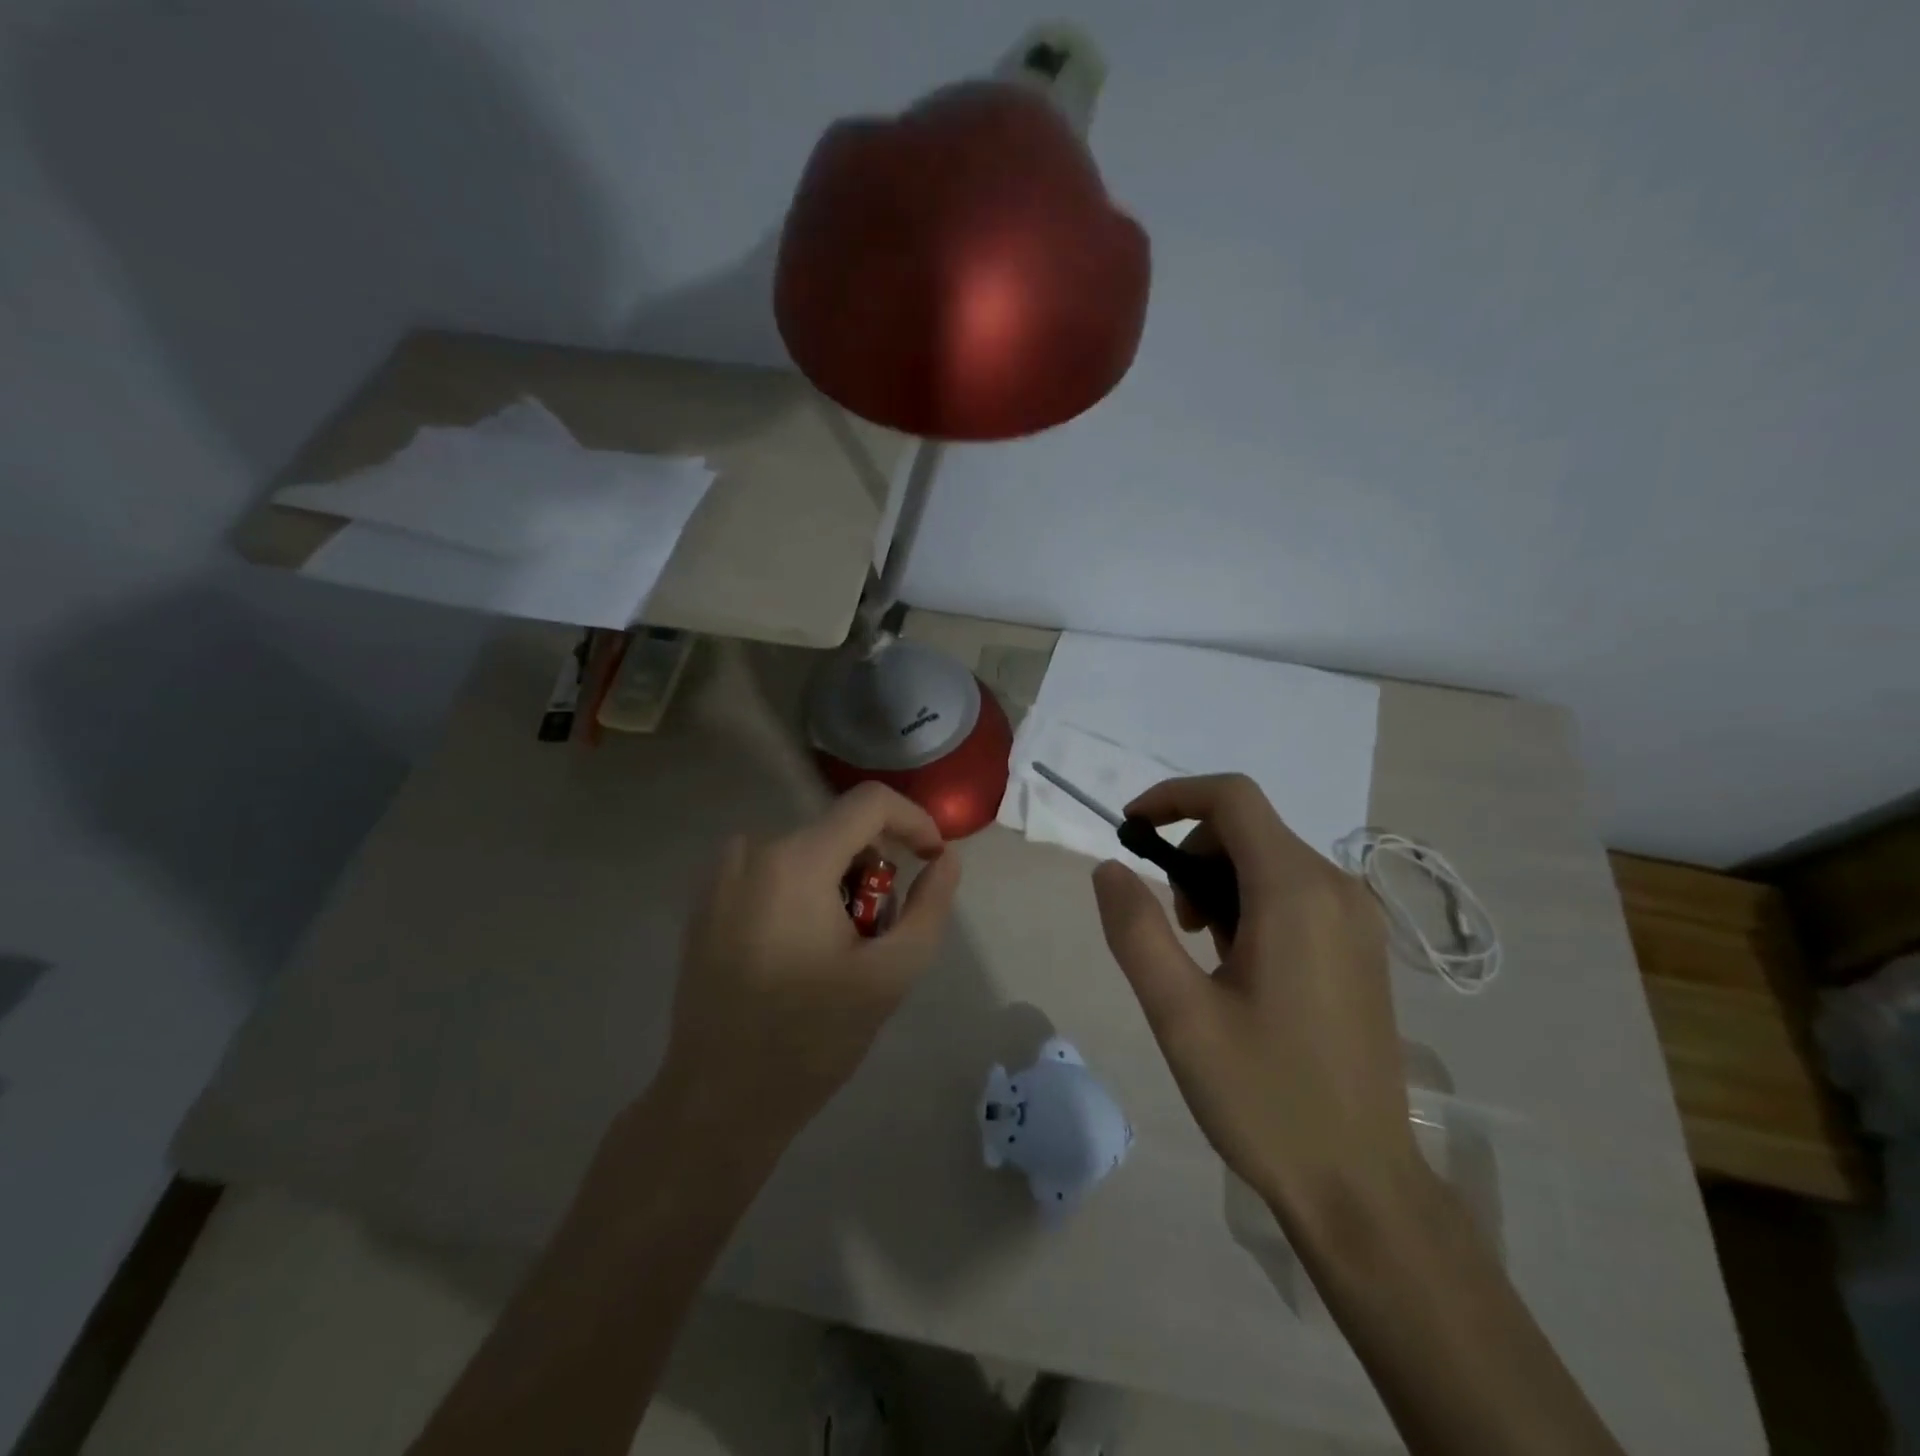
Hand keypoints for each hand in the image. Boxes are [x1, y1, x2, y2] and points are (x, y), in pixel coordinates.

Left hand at [658, 784, 962, 1143]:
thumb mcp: (891, 974)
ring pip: (808, 852)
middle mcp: (752, 850)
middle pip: (839, 832)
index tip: (933, 860)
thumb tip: (946, 858)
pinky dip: (803, 893)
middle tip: (878, 934)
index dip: (914, 821)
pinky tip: (800, 952)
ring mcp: (722, 874)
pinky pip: (774, 871)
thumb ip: (930, 906)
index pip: (870, 803)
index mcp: (795, 861)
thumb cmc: (811, 1038)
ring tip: (839, 951)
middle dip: (873, 872)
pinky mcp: (706, 899)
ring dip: (839, 885)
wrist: (718, 1100)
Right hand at [1091, 775, 1412, 1217]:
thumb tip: (1108, 867)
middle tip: (1171, 924)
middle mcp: (1337, 889)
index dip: (1172, 797)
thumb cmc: (1265, 1096)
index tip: (1129, 830)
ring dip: (1218, 882)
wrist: (1361, 1186)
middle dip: (1192, 854)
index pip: (1231, 797)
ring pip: (1269, 859)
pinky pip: (1295, 892)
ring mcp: (1357, 919)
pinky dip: (1251, 903)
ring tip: (1203, 955)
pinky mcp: (1361, 947)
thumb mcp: (1179, 1014)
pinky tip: (1240, 968)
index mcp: (1296, 892)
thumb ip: (1136, 930)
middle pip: (1248, 827)